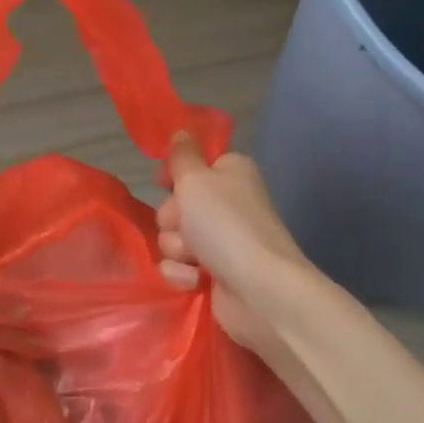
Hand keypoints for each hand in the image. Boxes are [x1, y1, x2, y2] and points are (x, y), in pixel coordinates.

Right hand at [157, 133, 311, 355]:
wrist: (260, 290)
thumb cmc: (226, 224)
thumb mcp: (195, 179)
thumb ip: (182, 155)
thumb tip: (181, 132)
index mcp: (231, 173)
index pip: (193, 164)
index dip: (175, 175)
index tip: (163, 183)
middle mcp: (228, 203)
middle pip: (176, 204)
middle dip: (173, 217)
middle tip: (185, 224)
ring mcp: (222, 241)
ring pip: (173, 238)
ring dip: (177, 248)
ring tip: (195, 258)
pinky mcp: (215, 275)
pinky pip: (179, 268)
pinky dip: (184, 275)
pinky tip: (198, 281)